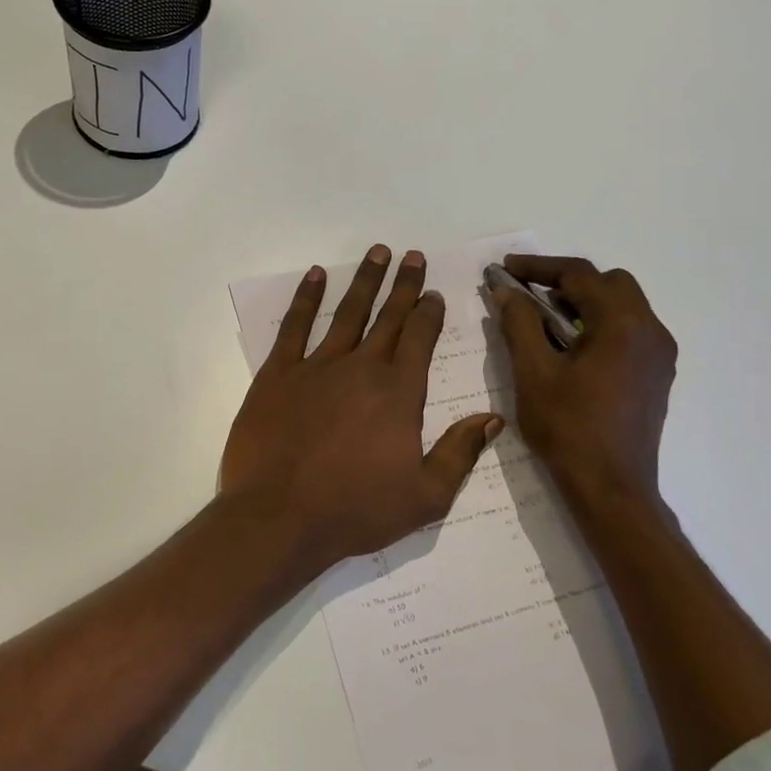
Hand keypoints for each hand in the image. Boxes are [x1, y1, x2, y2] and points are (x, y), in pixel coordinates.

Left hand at [222, 245, 502, 571]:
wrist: (279, 518)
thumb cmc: (355, 511)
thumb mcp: (425, 496)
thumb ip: (460, 453)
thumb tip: (492, 418)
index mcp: (398, 393)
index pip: (420, 339)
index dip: (429, 312)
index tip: (433, 292)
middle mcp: (361, 368)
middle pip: (388, 318)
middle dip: (403, 285)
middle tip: (412, 256)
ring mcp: (316, 367)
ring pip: (347, 313)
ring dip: (365, 282)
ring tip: (377, 252)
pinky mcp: (278, 375)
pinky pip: (294, 327)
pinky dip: (306, 298)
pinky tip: (316, 276)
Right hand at [493, 255, 676, 507]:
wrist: (612, 488)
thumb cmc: (568, 429)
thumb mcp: (533, 372)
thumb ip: (519, 323)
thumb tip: (506, 290)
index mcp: (622, 324)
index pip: (580, 275)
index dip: (538, 266)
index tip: (506, 268)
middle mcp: (651, 330)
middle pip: (609, 283)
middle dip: (566, 282)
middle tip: (529, 296)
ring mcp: (660, 354)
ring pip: (623, 306)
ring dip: (584, 303)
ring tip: (545, 323)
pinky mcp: (657, 374)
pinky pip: (630, 331)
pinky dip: (600, 325)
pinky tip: (572, 350)